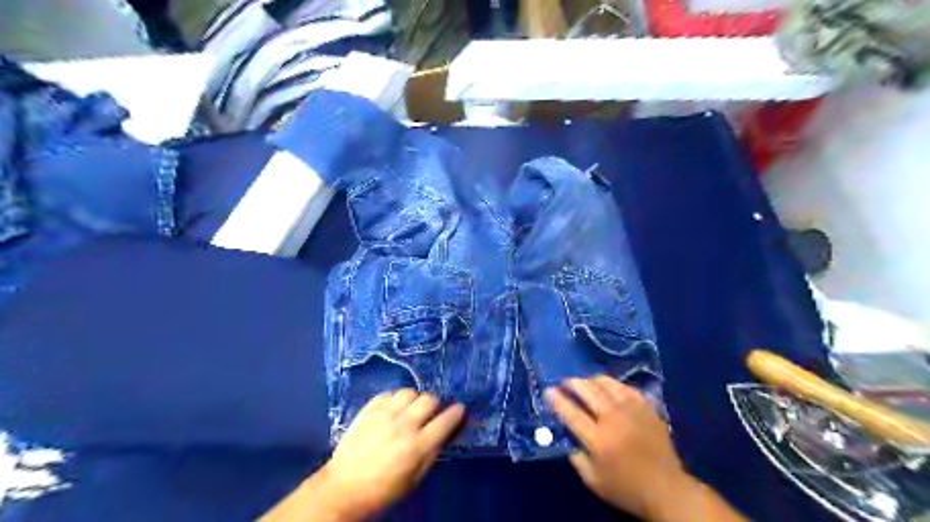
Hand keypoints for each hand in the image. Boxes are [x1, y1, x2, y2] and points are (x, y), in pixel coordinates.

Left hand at [310, 389, 461, 518]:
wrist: (343, 489)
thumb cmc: (382, 491)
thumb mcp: (414, 479)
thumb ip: (431, 454)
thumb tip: (443, 434)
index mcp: (417, 446)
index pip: (446, 420)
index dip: (456, 413)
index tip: (459, 409)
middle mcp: (404, 425)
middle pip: (429, 399)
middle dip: (435, 405)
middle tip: (431, 413)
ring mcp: (385, 414)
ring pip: (410, 392)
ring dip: (414, 399)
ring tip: (410, 409)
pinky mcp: (369, 409)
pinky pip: (389, 393)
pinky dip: (395, 399)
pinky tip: (392, 410)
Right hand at [546, 375, 693, 516]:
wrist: (666, 489)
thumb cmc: (626, 488)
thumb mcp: (593, 481)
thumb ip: (575, 457)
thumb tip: (565, 435)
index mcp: (598, 440)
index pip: (572, 413)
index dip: (558, 400)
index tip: (549, 391)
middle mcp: (613, 420)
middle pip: (588, 392)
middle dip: (573, 383)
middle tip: (565, 382)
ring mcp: (632, 411)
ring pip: (607, 385)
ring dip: (592, 380)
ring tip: (585, 382)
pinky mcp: (647, 408)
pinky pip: (627, 388)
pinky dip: (614, 384)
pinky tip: (609, 386)